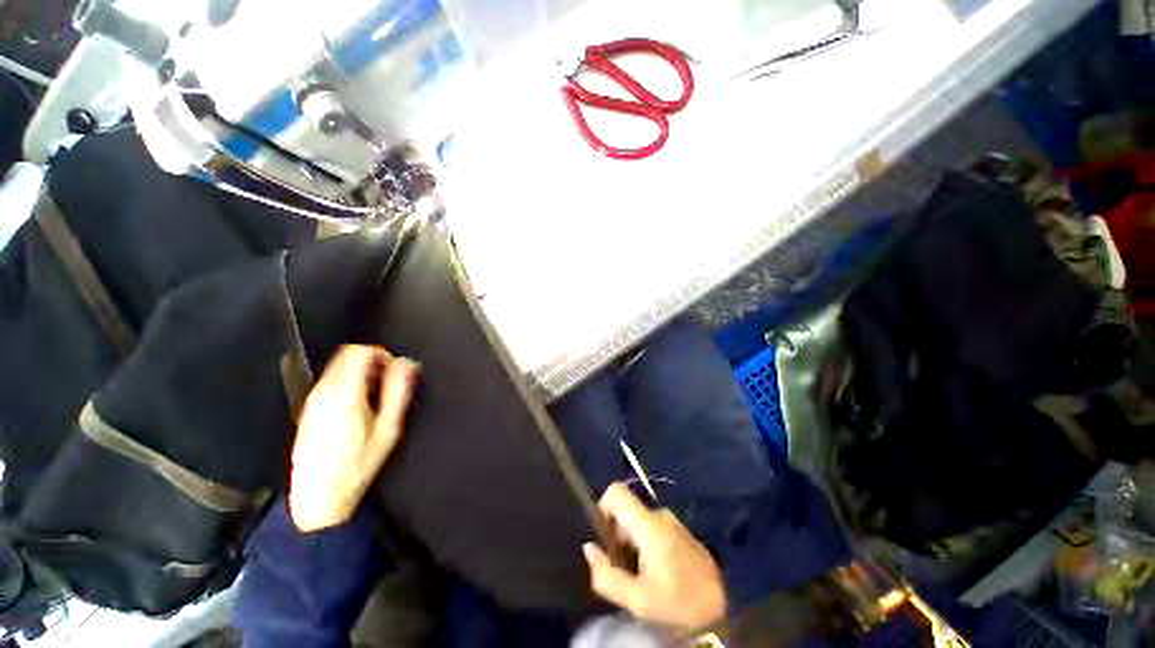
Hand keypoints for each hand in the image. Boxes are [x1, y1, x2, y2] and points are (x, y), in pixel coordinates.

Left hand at [289, 345, 419, 531]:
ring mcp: (313, 400)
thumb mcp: (389, 428)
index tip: (395, 370)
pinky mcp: (309, 409)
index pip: (360, 351)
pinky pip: (332, 381)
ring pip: (339, 367)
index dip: (383, 354)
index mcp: (344, 393)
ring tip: (376, 398)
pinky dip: (350, 382)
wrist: (318, 497)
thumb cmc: (359, 464)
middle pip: (348, 356)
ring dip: (362, 372)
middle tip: (389, 384)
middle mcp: (323, 391)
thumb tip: (408, 363)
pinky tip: (360, 407)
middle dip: (373, 362)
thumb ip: (398, 391)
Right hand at [582, 482, 725, 630]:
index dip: (603, 506)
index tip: (604, 535)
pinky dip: (646, 542)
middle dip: (618, 534)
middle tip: (623, 566)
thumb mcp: (636, 600)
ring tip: (641, 572)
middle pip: (627, 511)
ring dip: (632, 541)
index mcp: (650, 526)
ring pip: (639, 520)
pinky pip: (653, 526)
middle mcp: (661, 515)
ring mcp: (673, 521)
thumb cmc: (677, 604)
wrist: (721, 611)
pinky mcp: (681, 529)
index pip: (618, 492)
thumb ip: (606, 575)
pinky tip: (656, 569)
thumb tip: (589, 548)